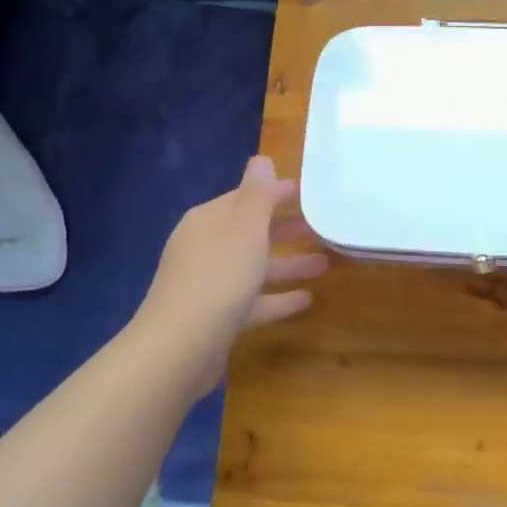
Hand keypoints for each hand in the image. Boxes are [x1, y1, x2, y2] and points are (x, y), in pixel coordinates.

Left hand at [136, 156, 327, 396]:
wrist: (180, 347)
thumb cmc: (219, 276)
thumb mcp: (245, 228)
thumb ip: (258, 194)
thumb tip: (261, 160)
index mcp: (208, 221)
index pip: (246, 198)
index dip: (276, 194)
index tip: (309, 194)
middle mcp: (206, 248)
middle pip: (251, 232)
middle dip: (286, 229)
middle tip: (322, 228)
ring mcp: (210, 284)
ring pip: (255, 267)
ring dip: (288, 264)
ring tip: (326, 264)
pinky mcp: (217, 317)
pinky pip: (254, 301)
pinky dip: (278, 298)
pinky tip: (308, 300)